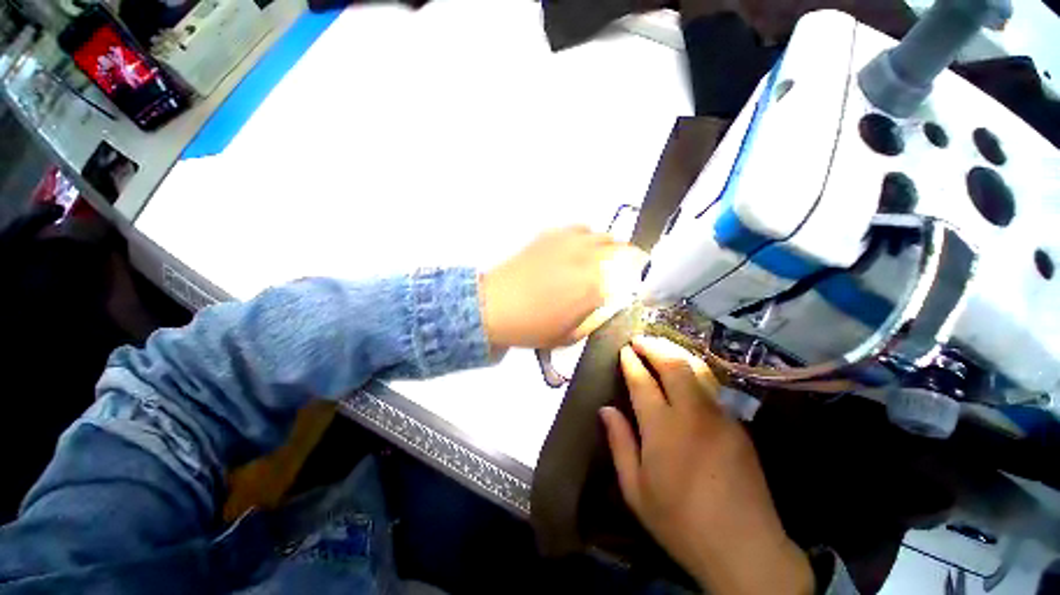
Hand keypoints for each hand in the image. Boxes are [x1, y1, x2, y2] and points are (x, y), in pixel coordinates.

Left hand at [480, 226, 646, 349]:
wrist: (494, 306)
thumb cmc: (531, 327)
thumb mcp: (570, 336)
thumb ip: (595, 317)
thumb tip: (607, 302)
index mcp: (595, 286)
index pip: (633, 277)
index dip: (641, 281)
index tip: (641, 285)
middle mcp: (587, 258)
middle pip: (624, 250)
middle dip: (630, 262)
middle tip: (625, 273)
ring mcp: (569, 242)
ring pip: (604, 236)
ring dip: (610, 249)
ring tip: (603, 261)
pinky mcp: (552, 234)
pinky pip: (581, 229)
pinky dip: (587, 239)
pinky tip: (579, 250)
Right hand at [600, 336, 814, 594]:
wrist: (745, 549)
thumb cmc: (680, 522)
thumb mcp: (636, 489)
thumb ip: (620, 443)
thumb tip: (606, 409)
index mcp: (663, 428)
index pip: (643, 381)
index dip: (631, 362)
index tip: (623, 351)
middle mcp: (692, 413)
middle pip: (674, 364)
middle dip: (654, 346)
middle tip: (639, 339)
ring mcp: (720, 416)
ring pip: (697, 369)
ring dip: (675, 352)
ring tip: (660, 345)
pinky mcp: (737, 425)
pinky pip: (712, 387)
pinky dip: (694, 370)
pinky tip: (686, 372)